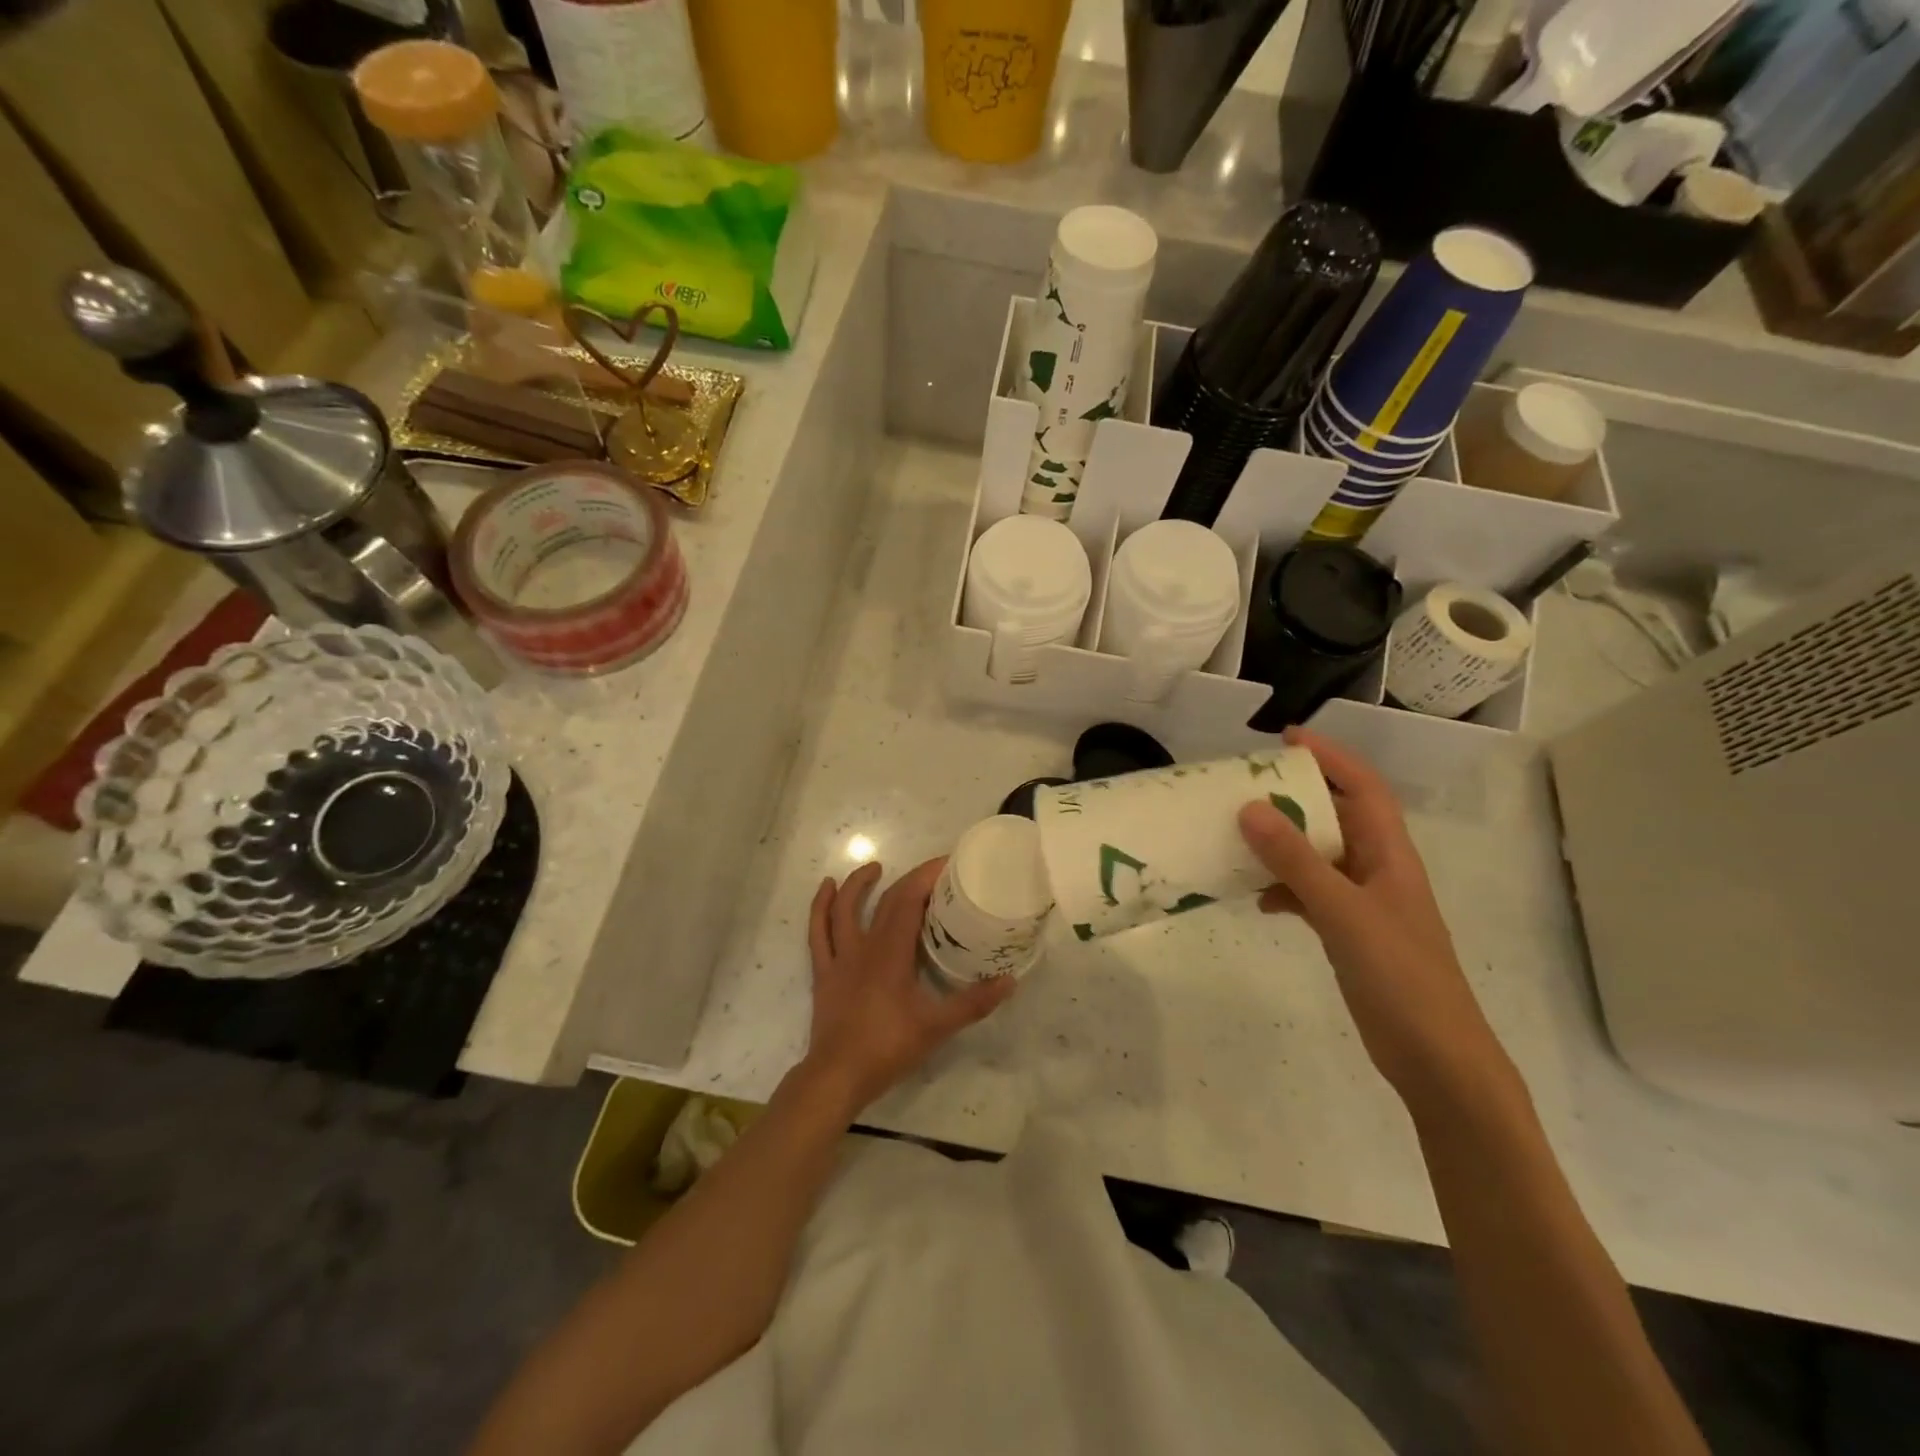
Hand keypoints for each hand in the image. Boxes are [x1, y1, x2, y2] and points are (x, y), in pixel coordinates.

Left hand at [800, 858, 1015, 1115]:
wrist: (837, 1076)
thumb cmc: (887, 1047)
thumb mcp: (937, 1027)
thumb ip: (973, 1003)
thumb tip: (1009, 981)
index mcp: (891, 952)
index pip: (909, 900)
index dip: (926, 877)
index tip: (948, 864)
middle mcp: (864, 946)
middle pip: (885, 901)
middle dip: (909, 879)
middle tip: (932, 872)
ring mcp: (840, 958)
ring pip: (843, 909)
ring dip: (858, 884)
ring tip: (874, 867)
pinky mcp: (824, 973)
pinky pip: (818, 932)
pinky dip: (820, 907)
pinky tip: (826, 889)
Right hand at [1237, 729, 1506, 1099]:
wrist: (1434, 1057)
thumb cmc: (1400, 976)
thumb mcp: (1343, 912)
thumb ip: (1295, 861)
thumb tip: (1249, 807)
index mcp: (1390, 854)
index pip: (1363, 787)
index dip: (1330, 757)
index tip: (1286, 739)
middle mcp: (1378, 870)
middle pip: (1337, 816)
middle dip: (1297, 795)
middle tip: (1247, 783)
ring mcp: (1363, 903)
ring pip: (1318, 855)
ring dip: (1283, 843)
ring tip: (1239, 834)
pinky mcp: (1349, 932)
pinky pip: (1310, 893)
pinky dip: (1282, 888)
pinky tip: (1257, 899)